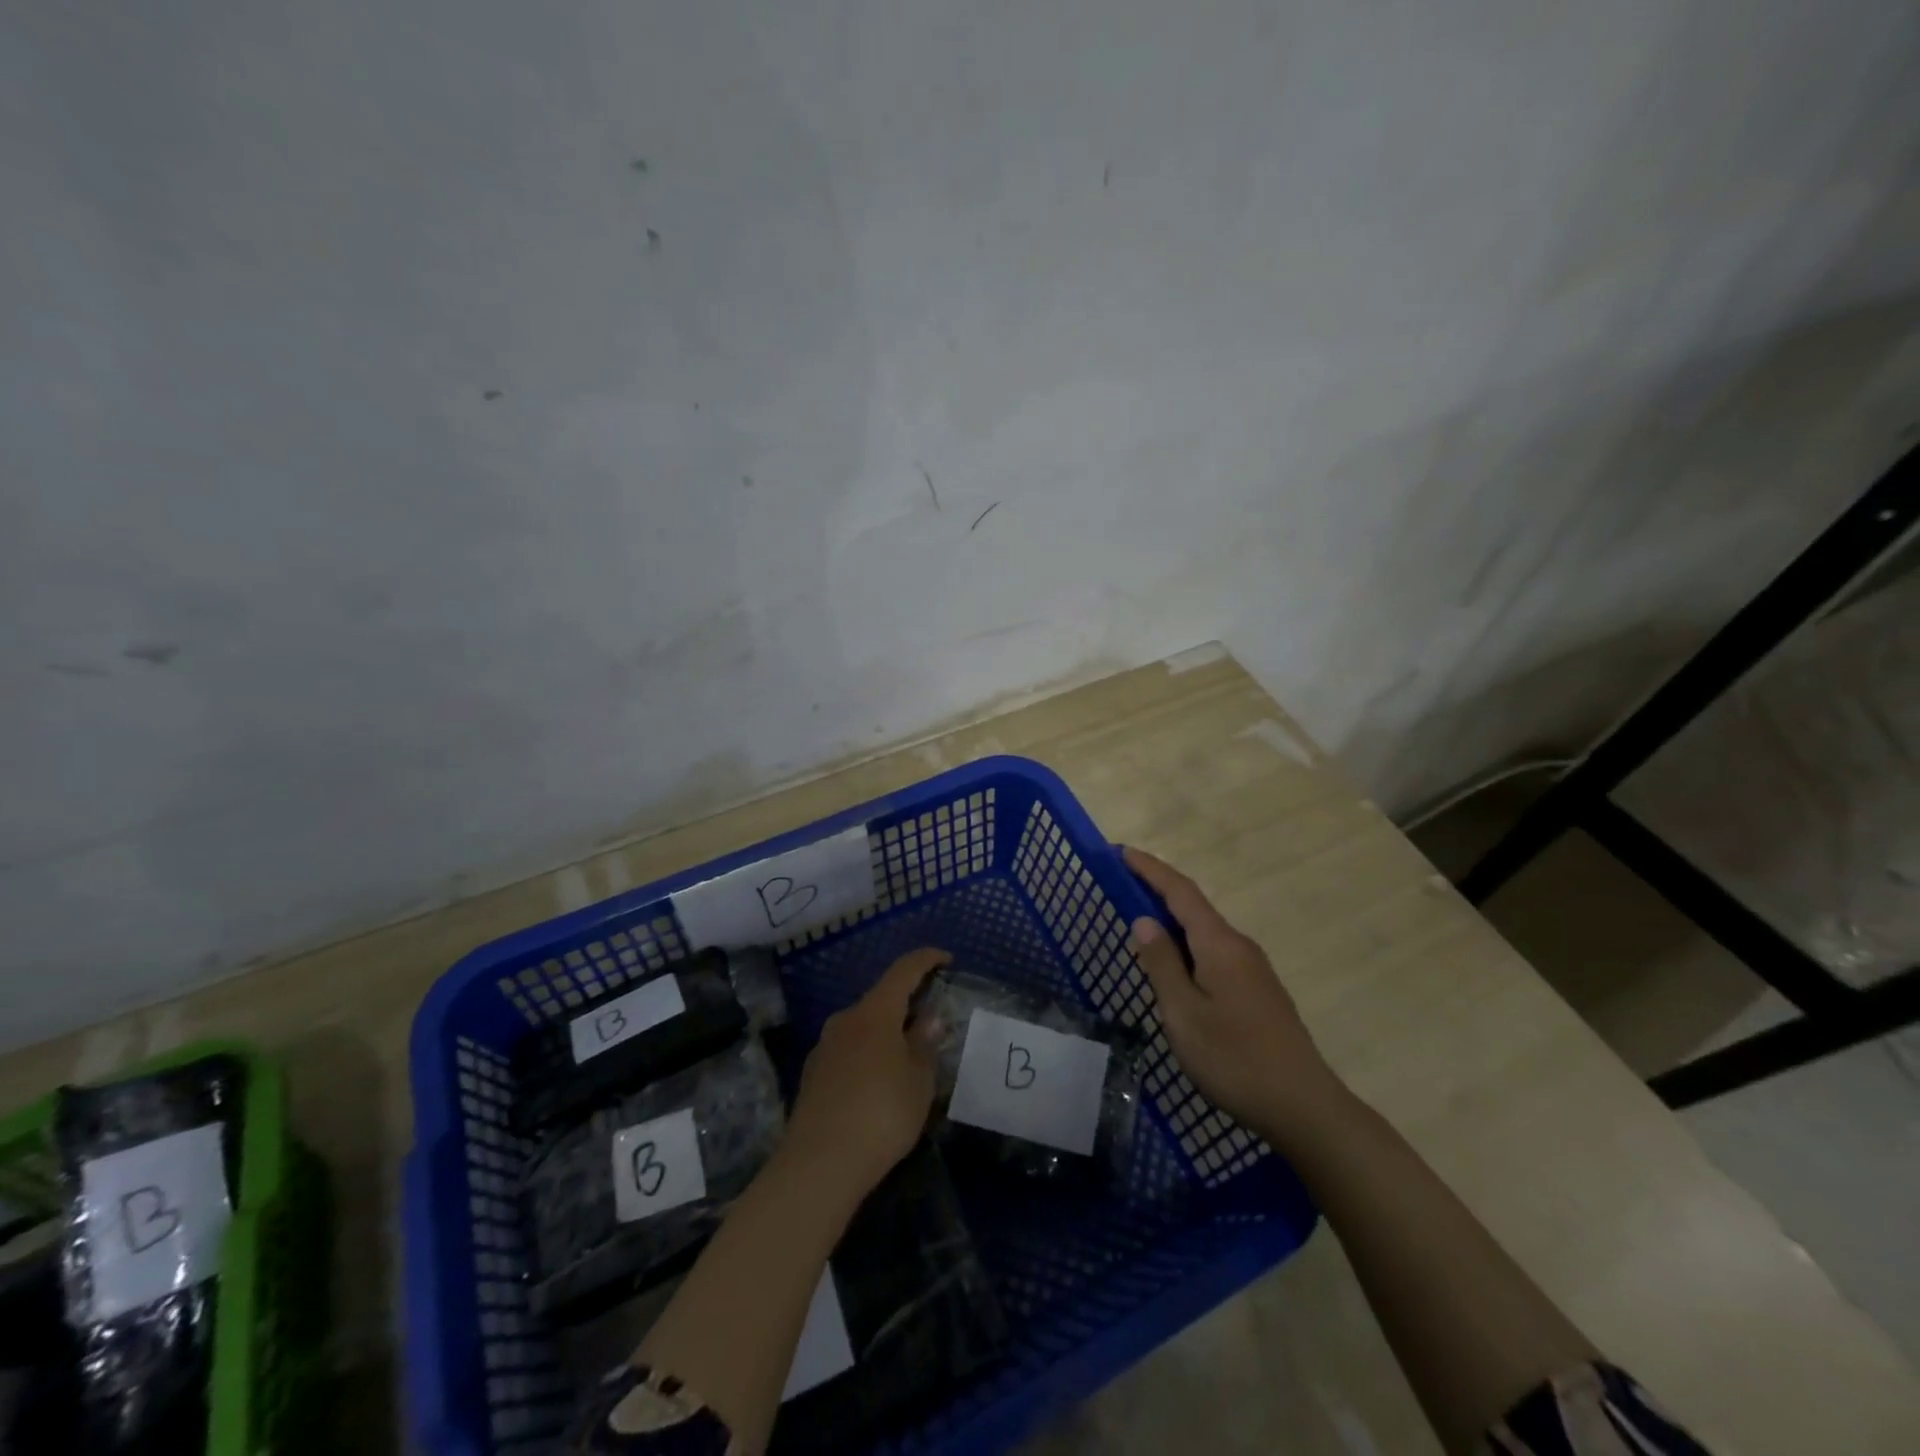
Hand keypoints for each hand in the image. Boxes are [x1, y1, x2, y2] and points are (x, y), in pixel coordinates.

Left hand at [784, 946, 946, 1196]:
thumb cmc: (881, 1114)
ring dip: (887, 1033)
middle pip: (881, 999)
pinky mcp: (813, 1075)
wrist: (818, 1164)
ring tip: (908, 1058)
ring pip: (863, 1027)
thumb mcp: (918, 1081)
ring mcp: (824, 1047)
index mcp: (874, 1012)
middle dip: (907, 1004)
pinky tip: (879, 1084)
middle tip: (932, 1022)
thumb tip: (928, 1018)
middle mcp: (846, 1019)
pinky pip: (849, 1051)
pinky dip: (869, 1055)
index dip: (926, 960)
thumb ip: (924, 1044)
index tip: (946, 959)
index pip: (903, 970)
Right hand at [1124, 847, 1343, 1142]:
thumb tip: (1143, 921)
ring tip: (1140, 925)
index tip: (1122, 852)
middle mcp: (1239, 946)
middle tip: (1122, 885)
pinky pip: (1215, 953)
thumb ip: (1162, 964)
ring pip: (1205, 933)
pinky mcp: (1258, 991)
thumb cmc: (1235, 1059)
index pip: (1180, 892)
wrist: (1304, 1106)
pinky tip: (1176, 968)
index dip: (1150, 869)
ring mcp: (1253, 969)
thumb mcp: (1184, 1014)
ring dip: (1173, 921)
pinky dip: (1188, 946)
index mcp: (1219, 944)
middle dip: (1158, 891)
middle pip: (1194, 907)